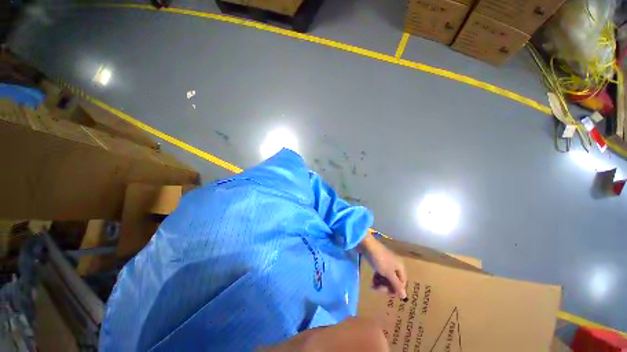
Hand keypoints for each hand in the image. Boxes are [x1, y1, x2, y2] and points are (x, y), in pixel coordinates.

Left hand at [358, 232, 406, 298]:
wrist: (366, 244)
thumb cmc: (379, 259)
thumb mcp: (388, 273)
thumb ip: (396, 285)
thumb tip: (405, 296)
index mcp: (400, 267)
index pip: (402, 284)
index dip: (394, 290)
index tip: (384, 292)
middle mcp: (395, 266)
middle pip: (394, 282)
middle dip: (385, 287)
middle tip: (376, 288)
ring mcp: (386, 264)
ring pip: (386, 279)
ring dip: (380, 284)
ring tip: (373, 286)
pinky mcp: (378, 262)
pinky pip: (381, 274)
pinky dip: (377, 278)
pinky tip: (372, 281)